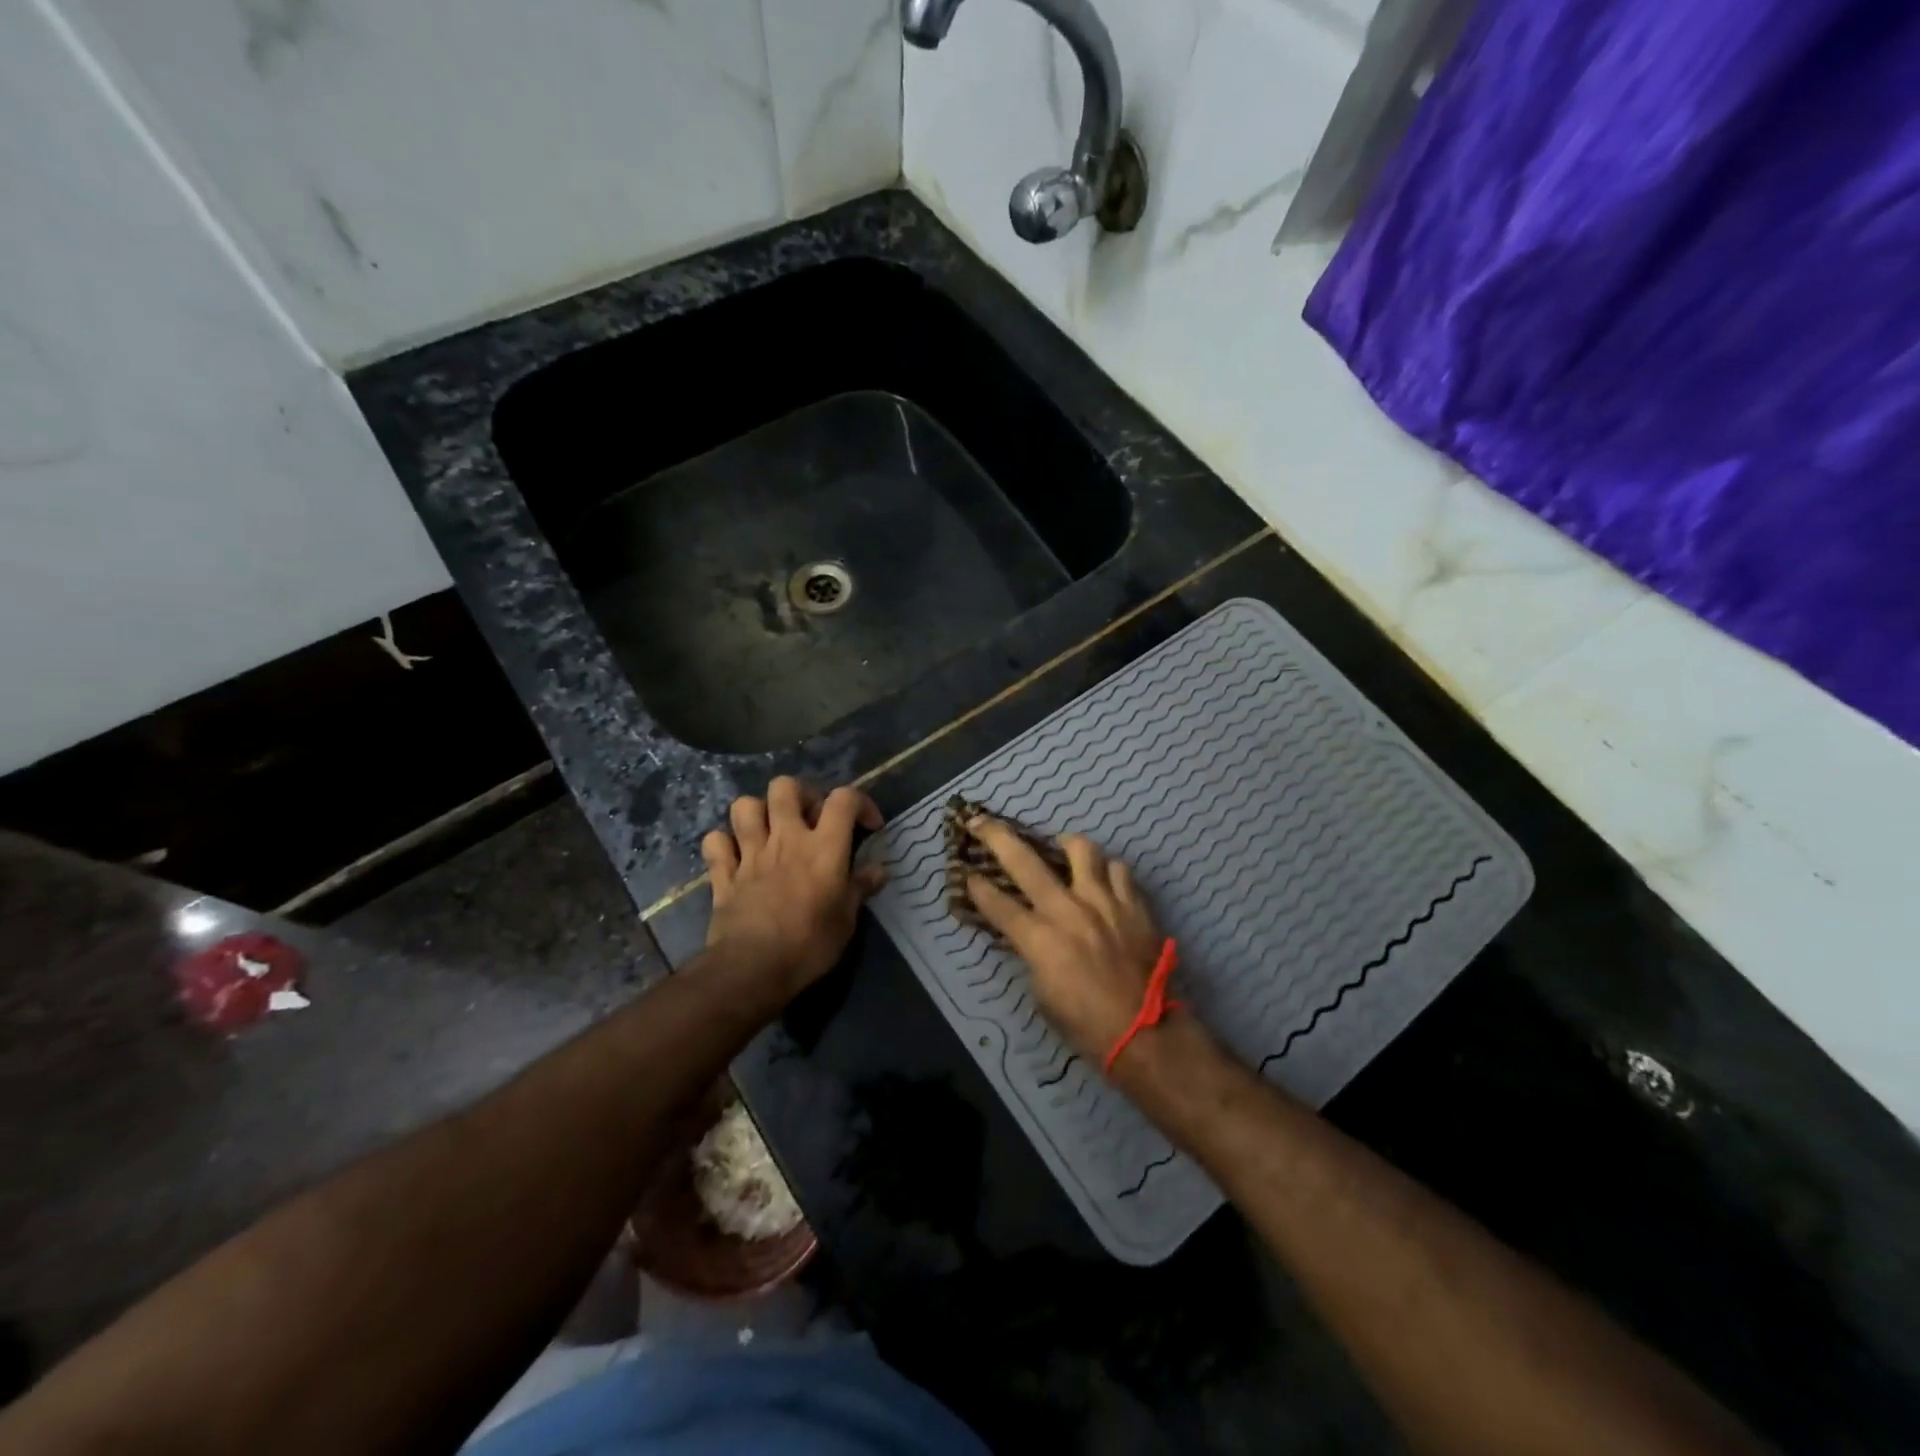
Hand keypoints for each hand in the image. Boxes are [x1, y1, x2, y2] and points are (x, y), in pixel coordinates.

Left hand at [701, 778, 886, 1003]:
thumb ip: (861, 888)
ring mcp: (750, 853)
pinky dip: (723, 843)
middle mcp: (786, 839)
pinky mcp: (723, 874)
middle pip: (785, 787)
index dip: (860, 803)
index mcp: (823, 847)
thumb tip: (880, 870)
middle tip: (810, 819)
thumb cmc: (810, 945)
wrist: (753, 969)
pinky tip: (735, 856)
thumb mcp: (847, 919)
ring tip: (771, 831)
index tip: (868, 826)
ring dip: (758, 812)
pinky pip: (715, 842)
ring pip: (744, 806)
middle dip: (800, 795)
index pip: (844, 799)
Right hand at [963, 817, 1168, 1066]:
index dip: (977, 888)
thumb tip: (1028, 932)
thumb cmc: (1086, 1025)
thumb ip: (1032, 954)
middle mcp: (1068, 910)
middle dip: (997, 837)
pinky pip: (1119, 870)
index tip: (966, 874)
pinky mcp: (1134, 905)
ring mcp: (1104, 902)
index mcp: (1040, 939)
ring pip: (1082, 850)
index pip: (997, 904)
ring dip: (1066, 844)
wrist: (1146, 1032)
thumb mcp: (1042, 994)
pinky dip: (1107, 871)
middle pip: (1025, 862)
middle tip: (982, 822)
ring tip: (1062, 848)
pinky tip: (1104, 880)